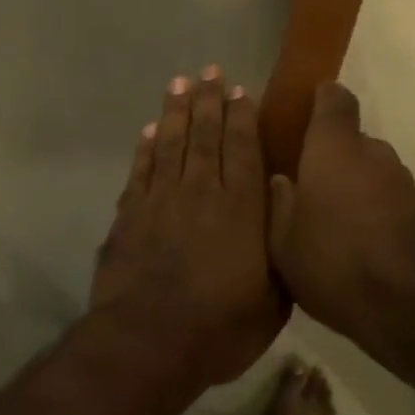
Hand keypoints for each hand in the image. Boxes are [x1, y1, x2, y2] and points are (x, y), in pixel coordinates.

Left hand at [91, 68, 288, 388]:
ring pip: (171, 142)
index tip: (240, 90)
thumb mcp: (273, 302)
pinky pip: (141, 169)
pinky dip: (146, 147)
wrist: (148, 344)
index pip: (243, 149)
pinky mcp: (130, 214)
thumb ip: (280, 252)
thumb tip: (284, 214)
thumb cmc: (219, 329)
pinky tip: (150, 130)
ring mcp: (161, 199)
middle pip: (205, 135)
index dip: (242, 116)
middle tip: (210, 71)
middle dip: (209, 100)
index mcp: (241, 209)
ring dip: (176, 111)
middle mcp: (201, 191)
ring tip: (180, 83)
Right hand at [270, 83, 414, 345]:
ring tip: (328, 218)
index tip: (302, 112)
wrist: (407, 308)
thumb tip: (282, 180)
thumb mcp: (283, 240)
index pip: (334, 98)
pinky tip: (352, 237)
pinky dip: (368, 203)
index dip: (319, 98)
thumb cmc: (333, 263)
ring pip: (366, 166)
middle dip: (327, 154)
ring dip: (349, 181)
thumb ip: (278, 202)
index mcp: (333, 148)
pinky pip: (383, 191)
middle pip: (348, 137)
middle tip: (304, 183)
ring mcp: (399, 179)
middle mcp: (371, 152)